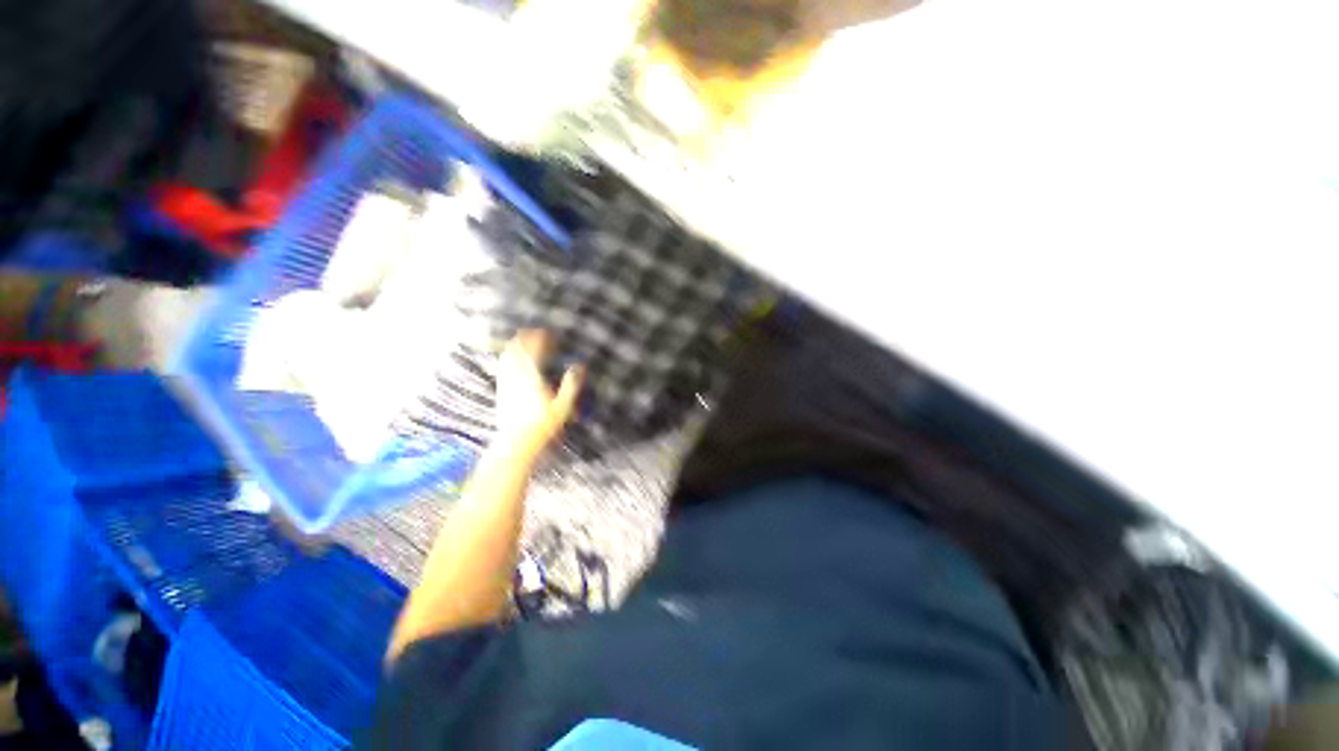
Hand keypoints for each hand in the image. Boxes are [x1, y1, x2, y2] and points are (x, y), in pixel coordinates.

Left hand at [495, 330, 583, 460]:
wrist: (516, 441)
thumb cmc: (543, 424)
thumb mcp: (563, 406)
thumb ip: (571, 385)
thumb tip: (578, 366)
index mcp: (532, 376)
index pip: (534, 350)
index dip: (541, 338)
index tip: (549, 332)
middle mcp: (516, 375)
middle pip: (518, 349)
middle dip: (527, 337)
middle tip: (537, 331)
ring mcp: (506, 381)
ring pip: (508, 355)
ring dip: (516, 343)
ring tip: (524, 338)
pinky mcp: (501, 389)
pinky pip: (502, 365)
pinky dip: (508, 355)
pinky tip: (511, 355)